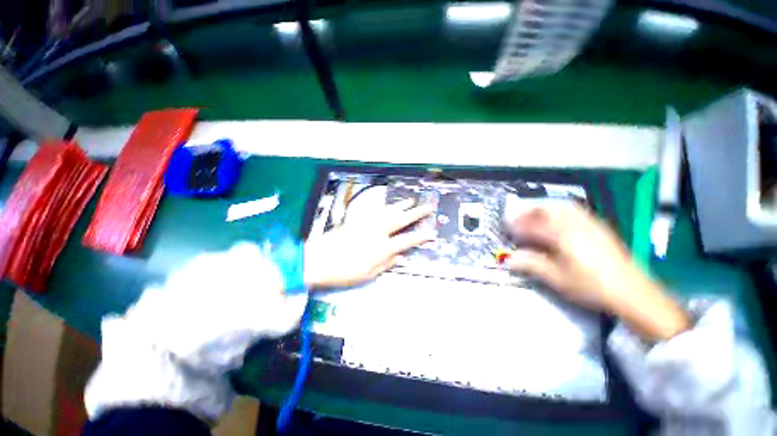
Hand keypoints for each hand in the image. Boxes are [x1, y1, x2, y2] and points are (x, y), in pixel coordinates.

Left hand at [303, 199, 434, 288]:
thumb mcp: (368, 274)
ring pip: (388, 211)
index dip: (421, 236)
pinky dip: (385, 207)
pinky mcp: (357, 220)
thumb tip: (401, 257)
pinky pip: (375, 211)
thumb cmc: (343, 272)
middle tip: (428, 207)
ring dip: (401, 205)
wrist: (318, 260)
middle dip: (417, 213)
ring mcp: (367, 224)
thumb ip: (386, 264)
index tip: (433, 232)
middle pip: (400, 219)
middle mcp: (377, 232)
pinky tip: (389, 205)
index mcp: (381, 248)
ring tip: (411, 201)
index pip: (407, 240)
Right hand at [505, 203, 688, 341]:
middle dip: (530, 211)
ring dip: (545, 209)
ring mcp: (590, 225)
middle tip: (518, 218)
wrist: (633, 293)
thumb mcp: (558, 278)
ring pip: (563, 208)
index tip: (506, 227)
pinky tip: (558, 221)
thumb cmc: (592, 286)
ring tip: (535, 217)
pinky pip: (576, 212)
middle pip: (548, 210)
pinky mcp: (600, 229)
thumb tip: (509, 259)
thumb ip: (532, 264)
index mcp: (564, 236)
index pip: (534, 225)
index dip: (517, 225)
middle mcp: (576, 225)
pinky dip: (561, 212)